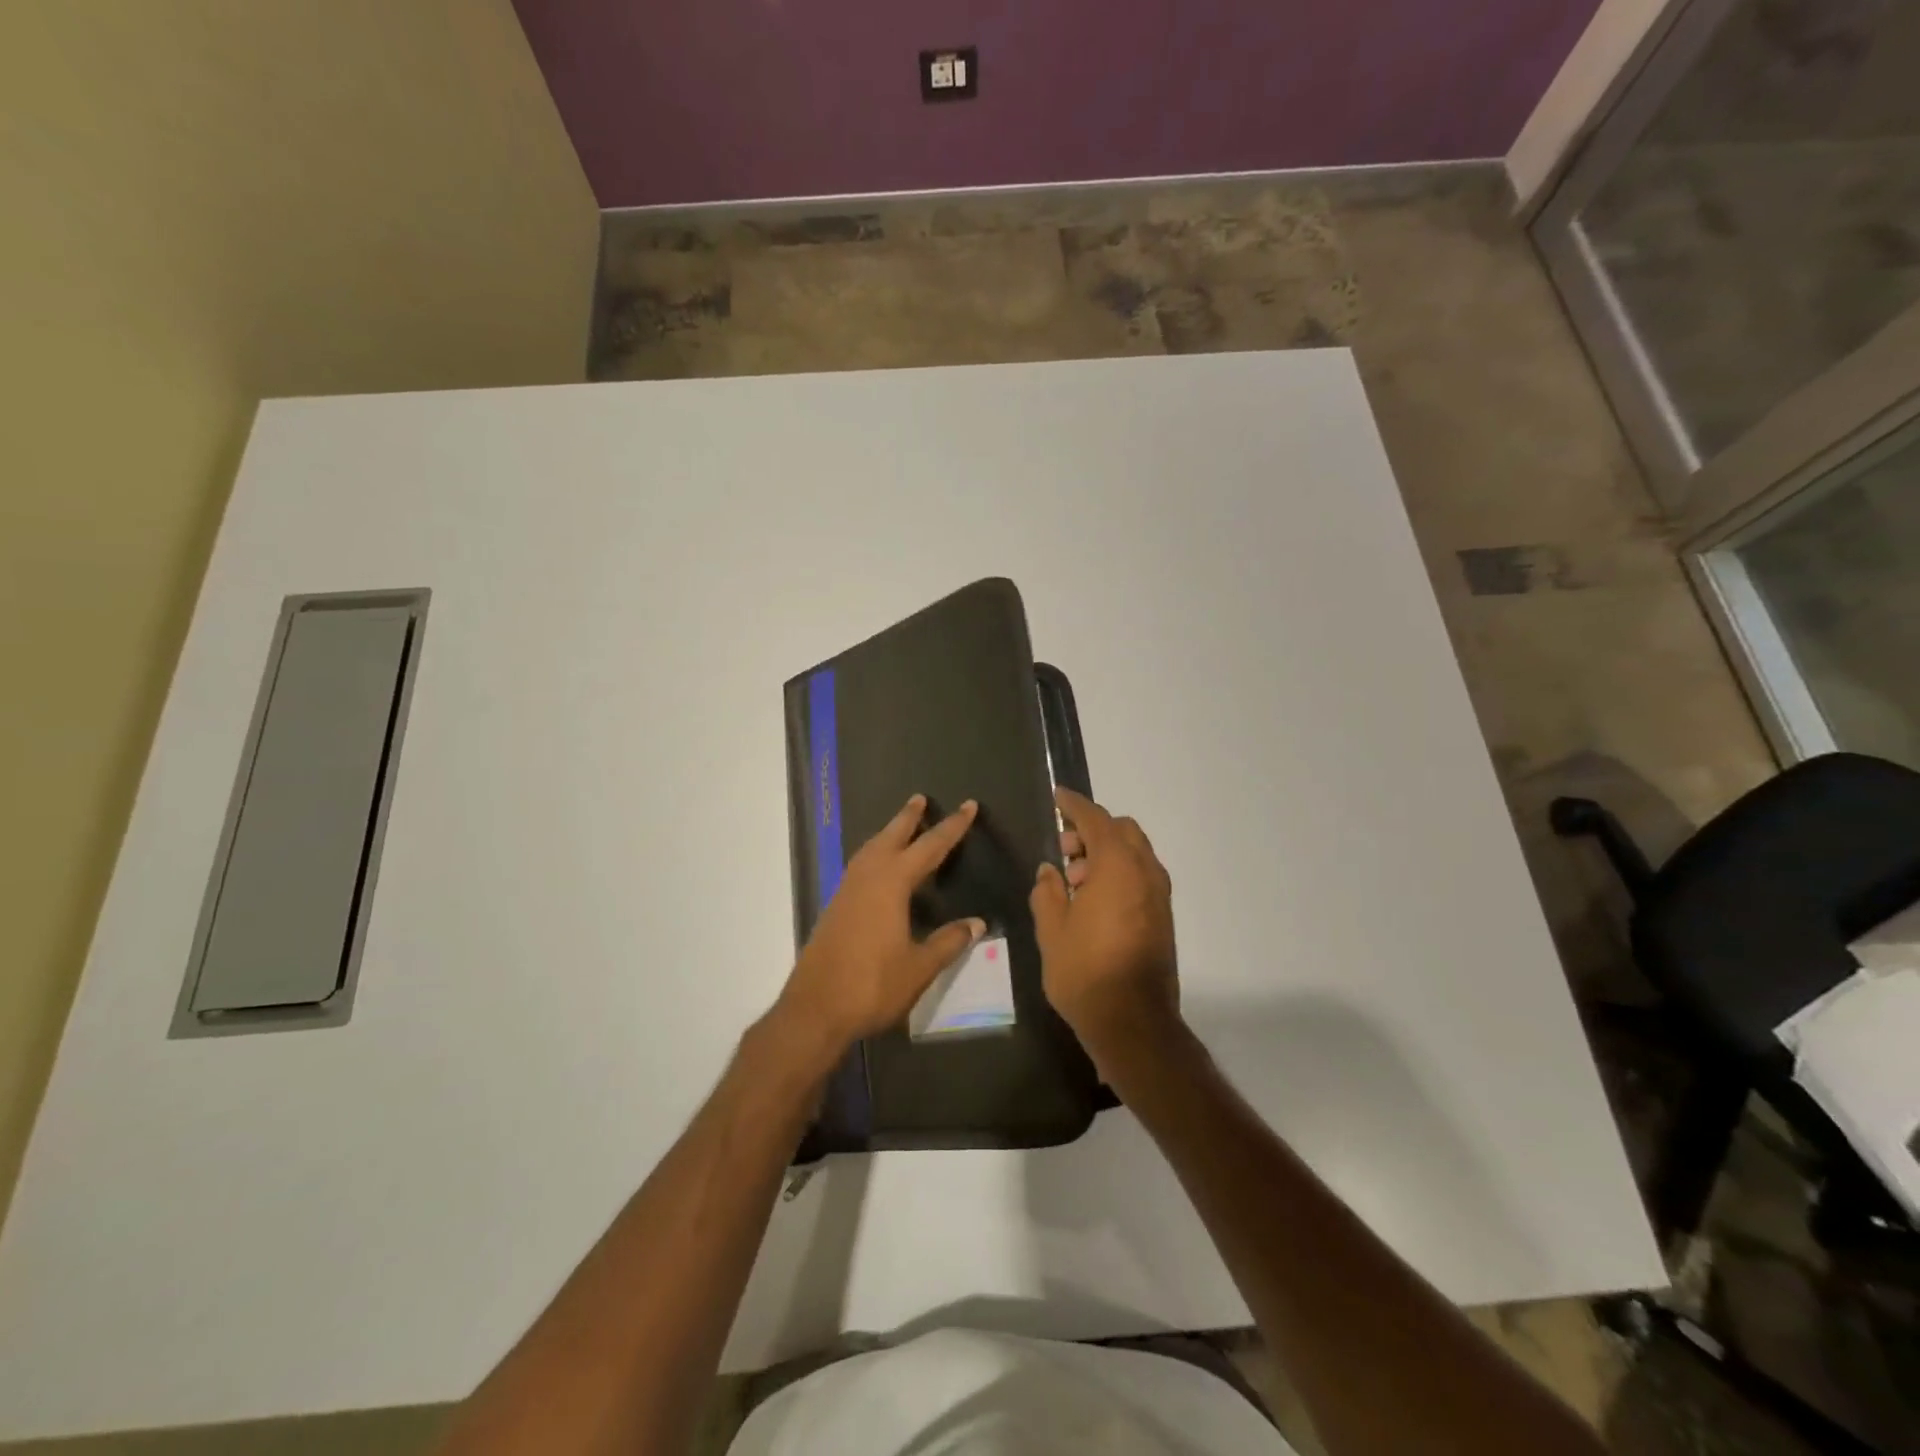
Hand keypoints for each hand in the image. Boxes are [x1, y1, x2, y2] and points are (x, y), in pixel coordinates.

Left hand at [773, 794, 984, 1058]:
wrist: (815, 1009)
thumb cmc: (872, 986)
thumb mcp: (919, 967)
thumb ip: (948, 942)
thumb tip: (977, 923)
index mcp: (891, 884)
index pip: (929, 847)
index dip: (952, 828)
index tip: (968, 806)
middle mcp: (867, 879)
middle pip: (891, 837)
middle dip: (909, 818)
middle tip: (921, 799)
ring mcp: (846, 892)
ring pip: (870, 850)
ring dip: (888, 834)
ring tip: (901, 827)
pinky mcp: (835, 908)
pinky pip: (859, 867)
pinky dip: (874, 854)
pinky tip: (878, 868)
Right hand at [1030, 788, 1179, 1074]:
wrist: (1133, 1022)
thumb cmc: (1085, 972)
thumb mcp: (1052, 930)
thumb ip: (1047, 891)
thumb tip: (1050, 871)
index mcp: (1118, 867)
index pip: (1096, 820)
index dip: (1075, 806)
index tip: (1058, 797)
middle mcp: (1145, 872)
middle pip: (1122, 831)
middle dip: (1091, 831)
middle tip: (1063, 849)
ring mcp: (1159, 895)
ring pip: (1134, 853)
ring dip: (1105, 853)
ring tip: (1073, 881)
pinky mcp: (1163, 916)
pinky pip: (1140, 876)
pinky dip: (1118, 872)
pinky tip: (1092, 900)